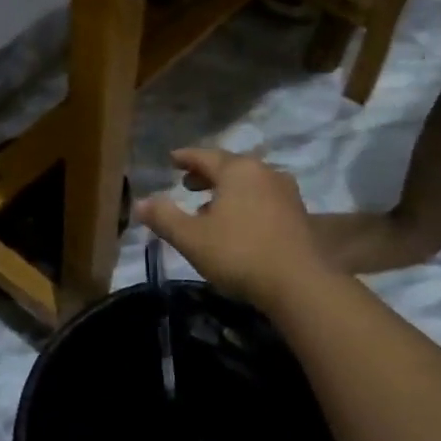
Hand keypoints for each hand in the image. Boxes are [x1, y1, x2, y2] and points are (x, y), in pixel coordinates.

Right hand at [135, 148, 323, 307]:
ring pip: (248, 184)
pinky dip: (245, 203)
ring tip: (209, 207)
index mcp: (237, 170)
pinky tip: (237, 224)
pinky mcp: (299, 215)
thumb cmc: (239, 253)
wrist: (300, 284)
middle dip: (206, 175)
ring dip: (227, 191)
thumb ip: (164, 217)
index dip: (185, 158)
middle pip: (229, 167)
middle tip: (187, 183)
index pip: (204, 156)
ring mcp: (285, 192)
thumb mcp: (191, 237)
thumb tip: (140, 202)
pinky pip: (263, 199)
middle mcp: (264, 172)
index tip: (171, 159)